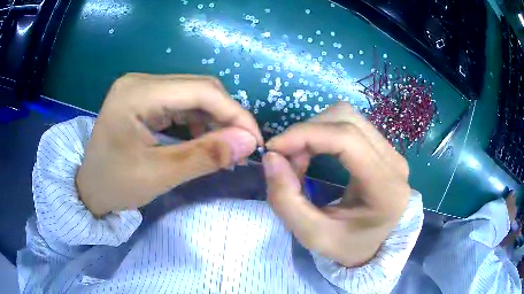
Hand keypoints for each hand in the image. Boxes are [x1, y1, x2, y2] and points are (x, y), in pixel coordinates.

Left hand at [76, 74, 262, 216]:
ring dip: (214, 119)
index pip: (200, 91)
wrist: (89, 190)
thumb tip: (248, 142)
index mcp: (137, 93)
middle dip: (226, 116)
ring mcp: (142, 88)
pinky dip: (198, 121)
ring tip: (225, 147)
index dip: (234, 113)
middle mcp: (141, 81)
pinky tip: (203, 139)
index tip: (255, 141)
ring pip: (192, 95)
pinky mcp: (144, 98)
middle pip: (198, 88)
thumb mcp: (159, 174)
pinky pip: (181, 103)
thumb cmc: (115, 186)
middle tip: (241, 146)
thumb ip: (205, 156)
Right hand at [263, 102, 409, 266]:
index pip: (348, 140)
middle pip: (346, 119)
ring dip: (314, 130)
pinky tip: (314, 152)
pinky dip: (323, 132)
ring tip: (300, 158)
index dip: (306, 135)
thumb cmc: (345, 245)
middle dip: (307, 132)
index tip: (273, 148)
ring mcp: (392, 152)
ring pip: (347, 116)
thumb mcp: (310, 235)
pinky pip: (350, 124)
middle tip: (287, 160)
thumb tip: (271, 156)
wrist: (371, 246)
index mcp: (386, 189)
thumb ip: (285, 199)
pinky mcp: (384, 148)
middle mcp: (395, 163)